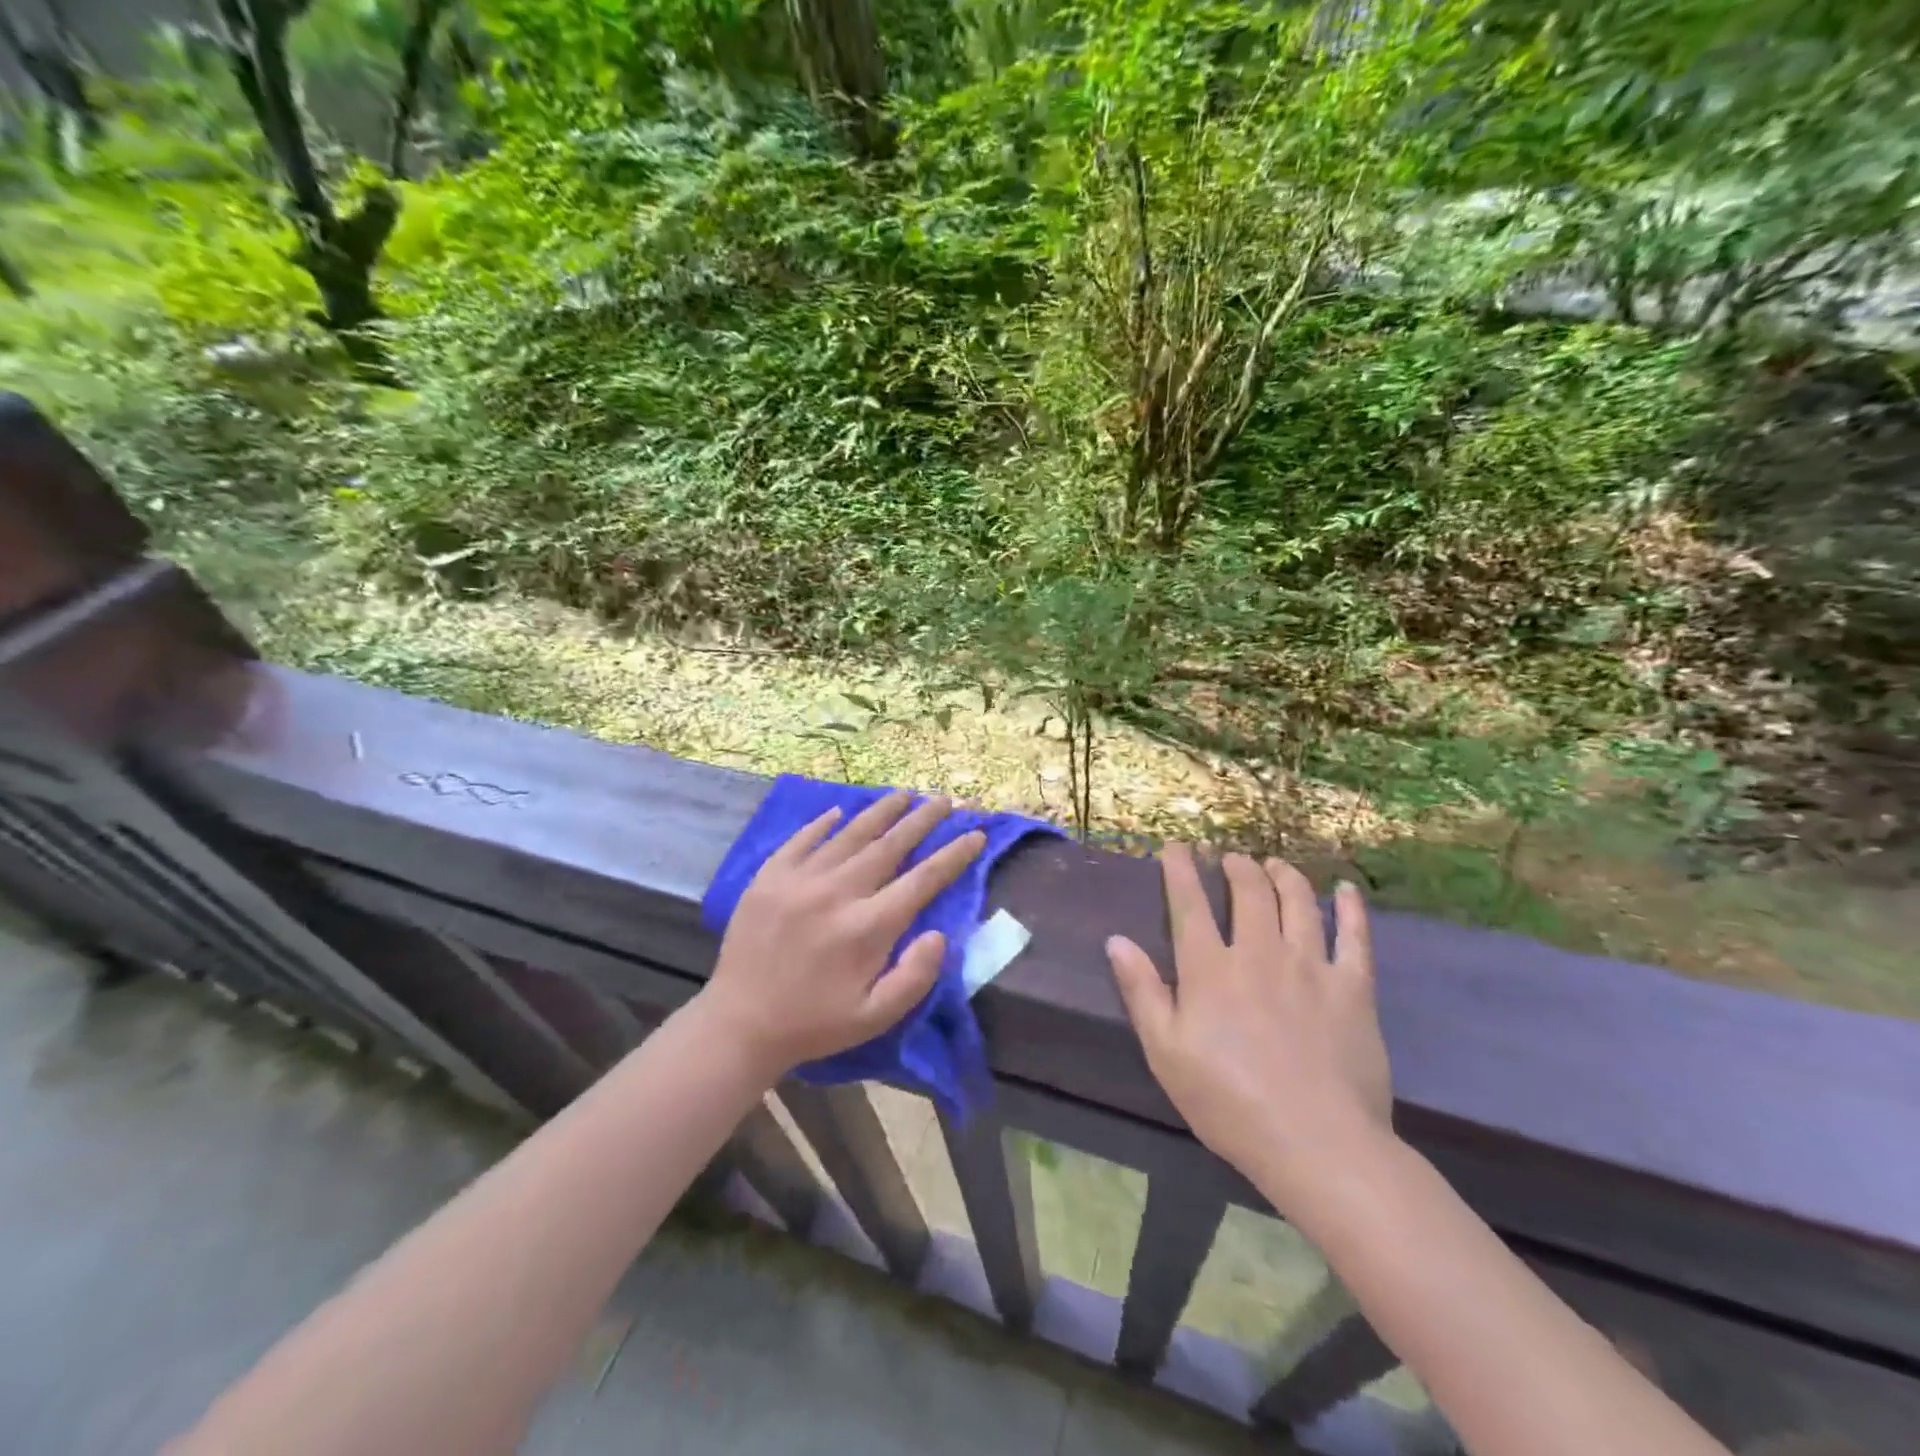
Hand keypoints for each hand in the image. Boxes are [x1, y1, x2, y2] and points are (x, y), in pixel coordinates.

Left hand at [696, 792, 985, 1078]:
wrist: (739, 1023)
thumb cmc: (815, 1023)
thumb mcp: (875, 1017)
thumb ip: (915, 976)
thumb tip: (939, 933)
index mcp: (868, 927)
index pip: (923, 879)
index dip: (954, 854)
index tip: (975, 834)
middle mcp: (838, 892)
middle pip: (891, 845)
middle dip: (923, 819)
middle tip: (945, 799)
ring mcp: (800, 879)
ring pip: (850, 833)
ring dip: (882, 811)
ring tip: (904, 794)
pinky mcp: (769, 876)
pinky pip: (803, 838)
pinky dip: (824, 822)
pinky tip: (840, 810)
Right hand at [1105, 845, 1393, 1212]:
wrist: (1317, 1144)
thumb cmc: (1229, 1103)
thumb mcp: (1166, 1053)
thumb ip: (1142, 991)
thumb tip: (1117, 940)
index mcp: (1210, 970)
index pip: (1190, 904)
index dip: (1180, 870)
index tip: (1176, 846)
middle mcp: (1259, 953)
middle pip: (1249, 892)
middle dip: (1236, 866)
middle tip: (1231, 858)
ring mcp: (1310, 967)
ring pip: (1298, 902)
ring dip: (1283, 875)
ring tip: (1274, 864)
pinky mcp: (1353, 988)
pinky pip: (1354, 936)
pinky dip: (1350, 908)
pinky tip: (1346, 890)